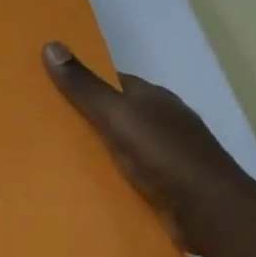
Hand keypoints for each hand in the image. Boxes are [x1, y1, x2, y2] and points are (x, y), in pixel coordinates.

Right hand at [43, 42, 255, 250]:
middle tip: (44, 127)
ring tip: (56, 158)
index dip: (83, 83)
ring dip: (97, 151)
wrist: (211, 211)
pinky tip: (87, 185)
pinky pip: (130, 174)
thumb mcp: (117, 115)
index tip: (48, 89)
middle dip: (86, 119)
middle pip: (117, 114)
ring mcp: (167, 154)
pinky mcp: (167, 185)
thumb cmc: (164, 154)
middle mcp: (162, 121)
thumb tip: (51, 45)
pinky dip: (110, 176)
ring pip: (123, 146)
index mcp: (153, 98)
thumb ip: (85, 87)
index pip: (113, 82)